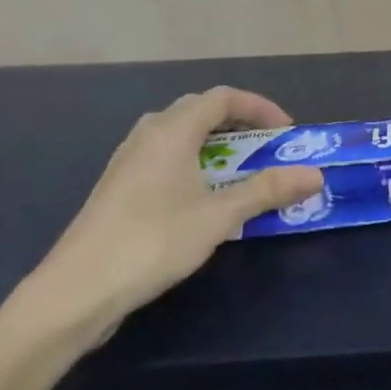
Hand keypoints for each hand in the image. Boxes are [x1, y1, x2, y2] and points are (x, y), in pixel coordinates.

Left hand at [21, 86, 323, 341]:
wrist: (74, 292)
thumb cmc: (152, 242)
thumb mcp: (219, 216)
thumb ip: (267, 190)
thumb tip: (315, 175)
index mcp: (172, 130)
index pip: (223, 97)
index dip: (259, 107)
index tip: (285, 131)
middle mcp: (148, 134)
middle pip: (199, 109)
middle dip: (238, 121)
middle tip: (265, 146)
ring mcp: (127, 160)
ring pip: (178, 132)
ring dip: (213, 141)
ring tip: (236, 168)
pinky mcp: (117, 187)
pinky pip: (163, 155)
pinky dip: (191, 160)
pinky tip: (198, 195)